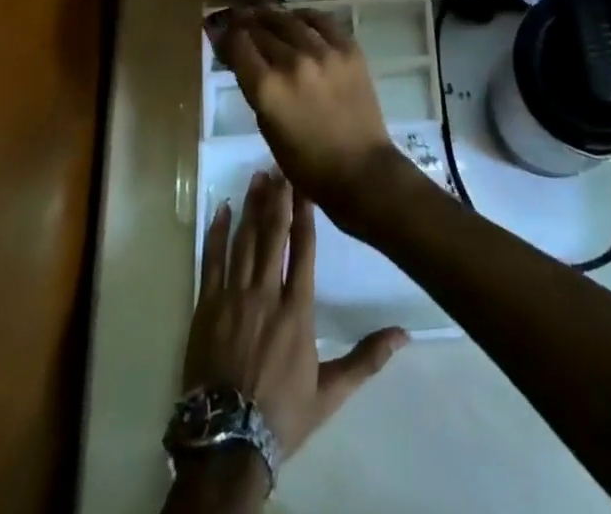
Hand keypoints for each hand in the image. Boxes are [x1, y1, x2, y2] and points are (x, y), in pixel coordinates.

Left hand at [184, 168, 406, 467]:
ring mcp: (233, 297)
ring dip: (251, 207)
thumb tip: (404, 335)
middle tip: (279, 166)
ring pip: (244, 241)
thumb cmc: (282, 415)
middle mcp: (266, 294)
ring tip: (257, 177)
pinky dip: (216, 233)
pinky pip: (211, 261)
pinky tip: (222, 210)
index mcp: (297, 309)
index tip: (304, 183)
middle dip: (277, 198)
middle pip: (272, 235)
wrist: (227, 443)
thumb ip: (366, 358)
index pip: (302, 249)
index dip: (303, 213)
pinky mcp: (207, 307)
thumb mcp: (330, 392)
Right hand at [217, 8, 403, 227]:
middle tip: (238, 17)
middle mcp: (293, 62)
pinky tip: (297, 17)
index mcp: (267, 88)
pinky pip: (322, 21)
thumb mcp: (267, 127)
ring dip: (272, 15)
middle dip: (245, 23)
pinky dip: (305, 16)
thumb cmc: (306, 163)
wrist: (360, 169)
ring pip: (290, 20)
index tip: (219, 29)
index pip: (238, 45)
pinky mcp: (348, 49)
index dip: (225, 35)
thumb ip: (255, 88)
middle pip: (262, 29)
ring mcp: (324, 52)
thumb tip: (244, 59)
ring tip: (263, 12)